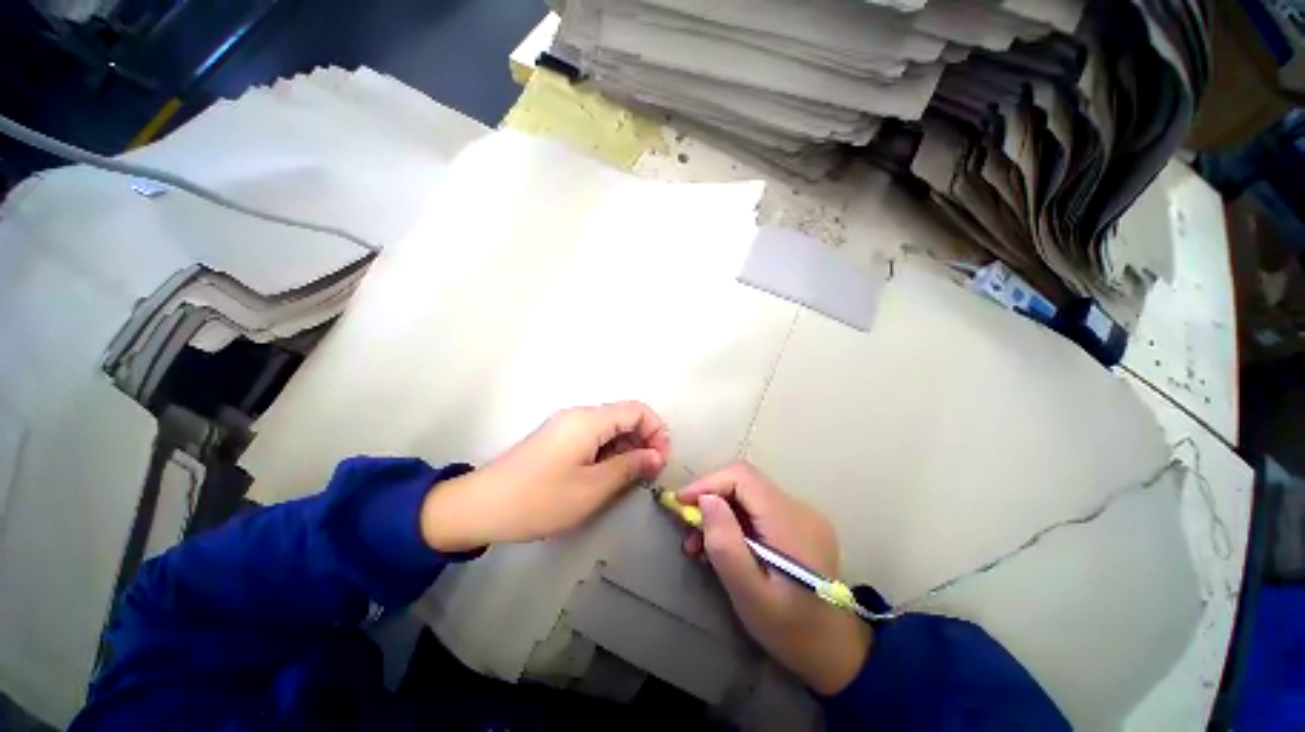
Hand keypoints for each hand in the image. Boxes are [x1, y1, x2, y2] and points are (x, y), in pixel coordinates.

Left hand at [420, 402, 669, 550]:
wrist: (480, 507)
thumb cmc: (540, 499)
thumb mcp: (592, 488)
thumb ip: (629, 467)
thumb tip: (656, 456)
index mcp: (589, 420)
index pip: (637, 410)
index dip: (656, 431)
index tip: (660, 461)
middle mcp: (580, 415)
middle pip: (624, 416)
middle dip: (644, 440)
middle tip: (649, 473)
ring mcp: (567, 426)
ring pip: (610, 427)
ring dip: (627, 447)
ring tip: (631, 477)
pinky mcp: (558, 439)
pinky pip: (594, 437)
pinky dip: (609, 451)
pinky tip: (608, 474)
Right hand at [679, 462, 871, 695]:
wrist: (837, 652)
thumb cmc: (790, 630)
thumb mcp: (749, 594)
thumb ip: (725, 543)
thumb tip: (706, 500)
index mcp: (790, 522)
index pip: (742, 477)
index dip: (708, 482)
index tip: (680, 503)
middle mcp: (799, 508)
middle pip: (745, 481)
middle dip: (711, 496)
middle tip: (687, 525)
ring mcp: (802, 514)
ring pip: (750, 493)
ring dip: (721, 509)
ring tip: (699, 543)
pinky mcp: (799, 524)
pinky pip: (760, 507)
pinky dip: (736, 518)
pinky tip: (725, 544)